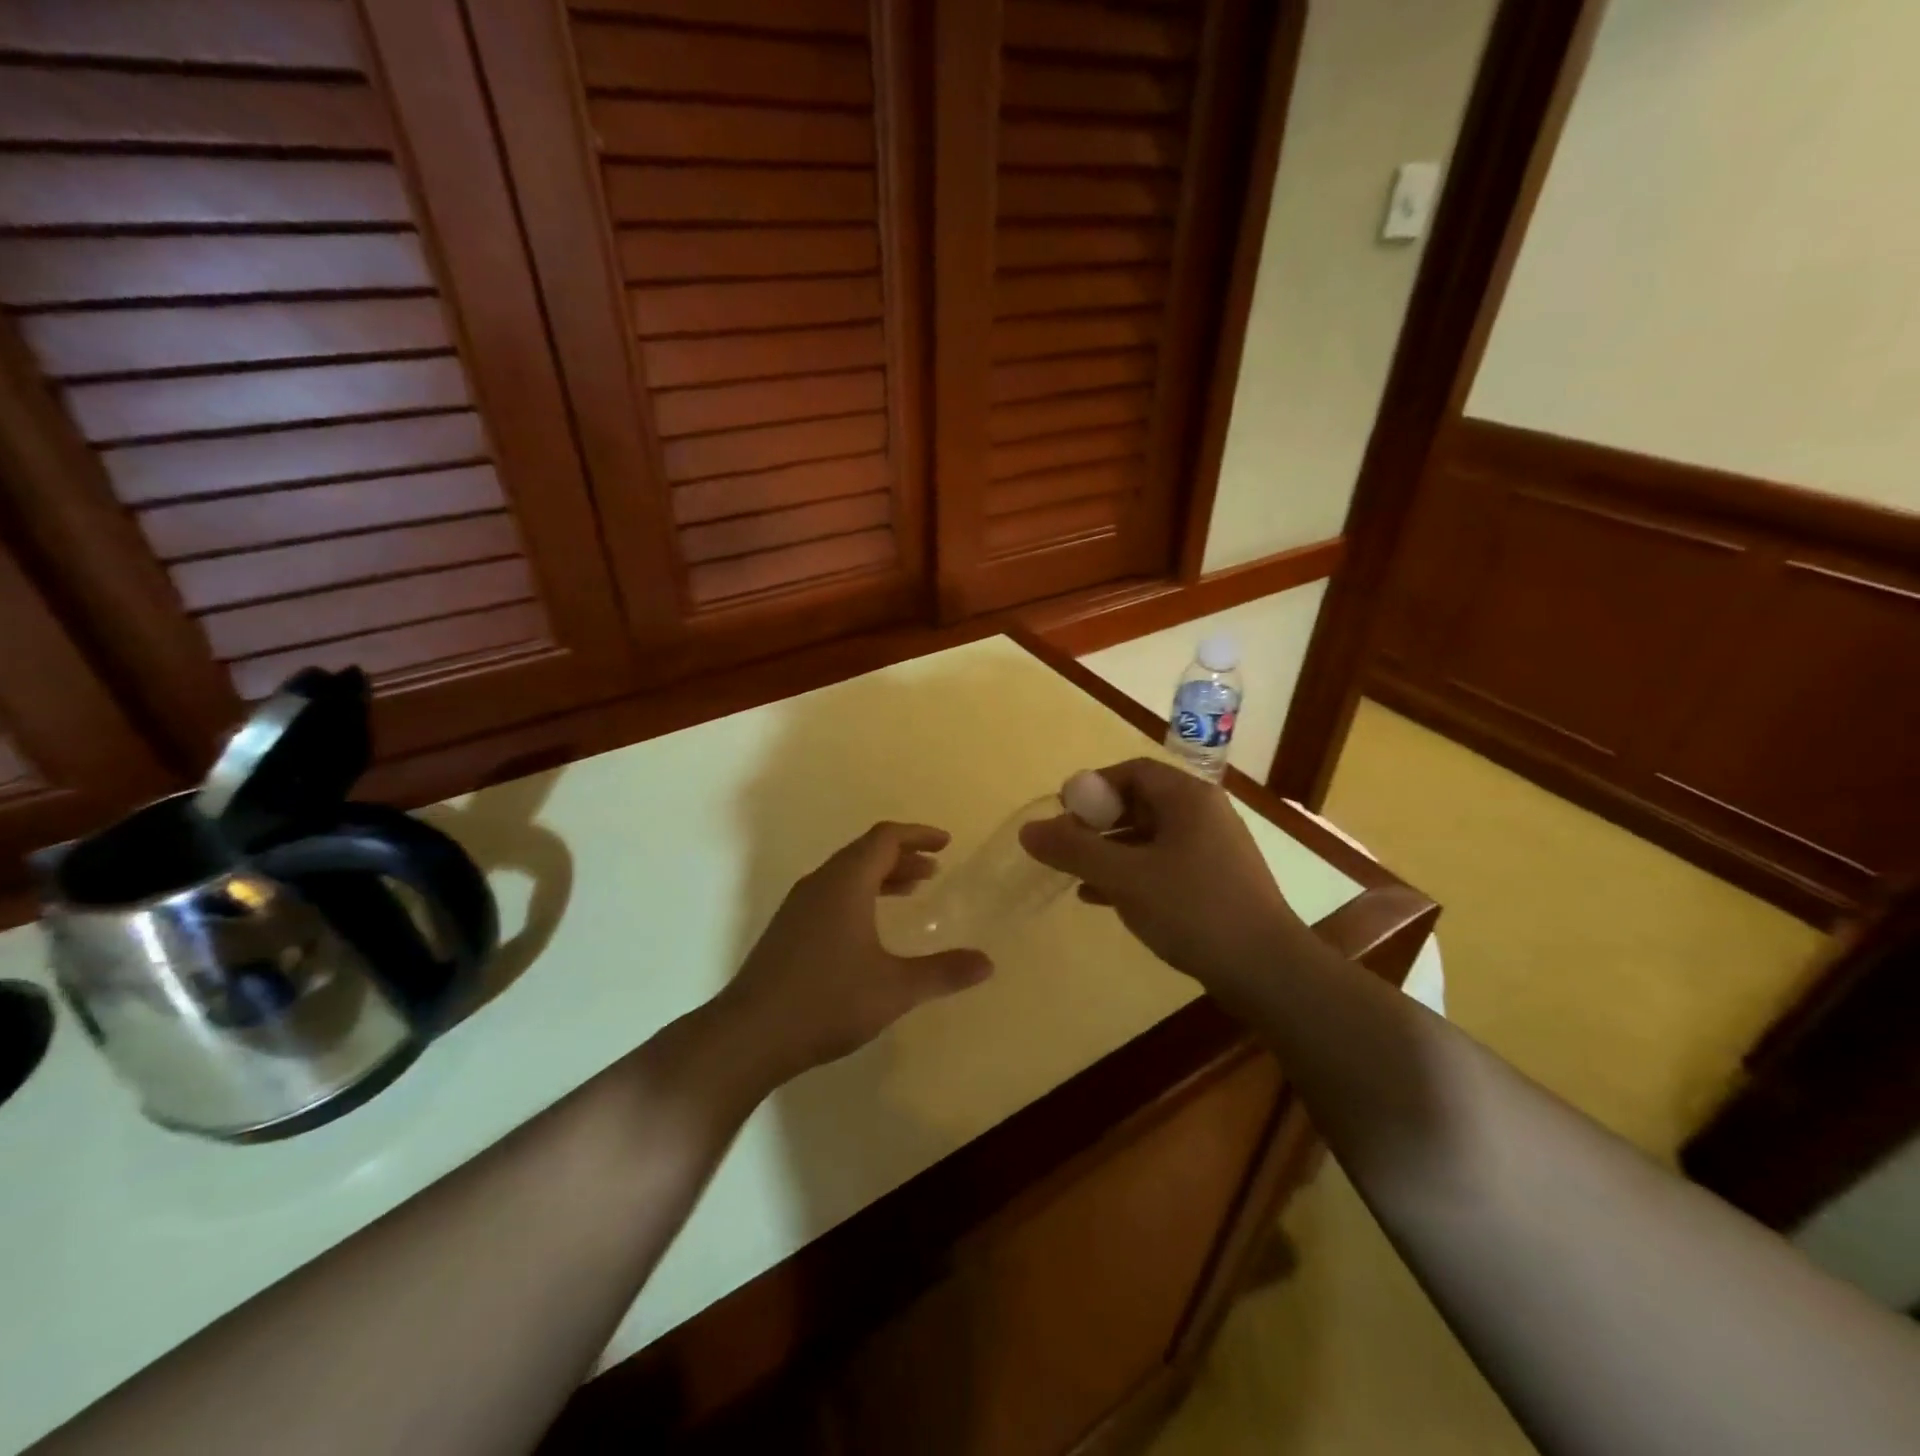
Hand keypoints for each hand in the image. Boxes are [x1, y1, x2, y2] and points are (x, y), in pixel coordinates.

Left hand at [717, 822, 993, 1085]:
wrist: (749, 1035)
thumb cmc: (826, 1001)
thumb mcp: (894, 988)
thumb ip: (943, 972)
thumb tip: (987, 963)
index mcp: (845, 882)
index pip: (885, 838)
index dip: (918, 835)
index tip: (946, 843)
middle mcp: (820, 883)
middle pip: (865, 853)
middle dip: (903, 856)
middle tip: (934, 870)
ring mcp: (798, 906)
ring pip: (846, 875)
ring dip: (881, 877)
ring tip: (912, 892)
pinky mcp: (788, 930)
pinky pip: (832, 895)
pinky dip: (860, 896)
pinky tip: (871, 929)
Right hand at [1019, 758, 1309, 989]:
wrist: (1267, 970)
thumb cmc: (1193, 909)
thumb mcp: (1124, 877)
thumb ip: (1074, 850)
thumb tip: (1028, 829)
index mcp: (1188, 798)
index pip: (1132, 772)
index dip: (1092, 788)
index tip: (1063, 815)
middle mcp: (1204, 814)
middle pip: (1139, 803)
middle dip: (1097, 823)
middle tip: (1066, 847)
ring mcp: (1213, 850)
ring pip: (1149, 838)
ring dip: (1110, 852)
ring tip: (1075, 876)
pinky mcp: (1215, 882)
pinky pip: (1163, 865)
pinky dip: (1131, 874)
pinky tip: (1101, 898)